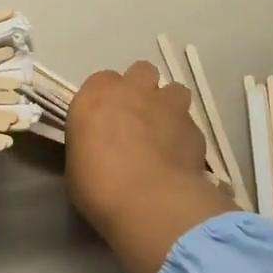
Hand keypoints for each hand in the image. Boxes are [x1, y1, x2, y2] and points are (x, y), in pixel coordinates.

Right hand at [66, 61, 238, 272]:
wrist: (148, 200)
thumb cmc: (97, 184)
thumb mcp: (76, 163)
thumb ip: (90, 144)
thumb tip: (99, 149)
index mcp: (96, 95)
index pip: (101, 81)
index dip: (105, 99)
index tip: (103, 120)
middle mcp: (133, 90)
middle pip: (141, 72)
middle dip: (140, 89)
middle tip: (135, 118)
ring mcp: (168, 105)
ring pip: (173, 90)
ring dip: (168, 106)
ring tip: (162, 133)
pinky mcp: (195, 128)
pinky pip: (190, 124)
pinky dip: (184, 136)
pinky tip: (179, 158)